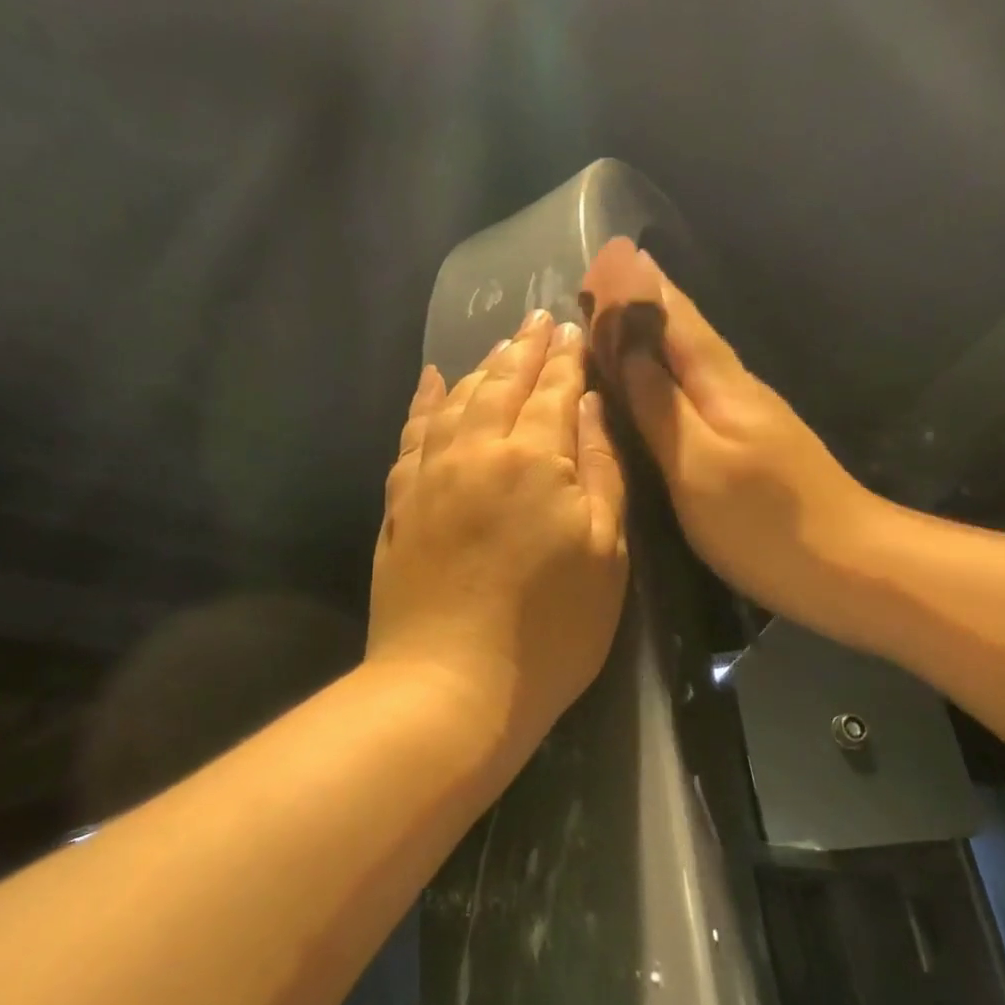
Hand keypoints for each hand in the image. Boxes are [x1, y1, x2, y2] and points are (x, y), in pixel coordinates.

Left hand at [368, 310, 628, 752]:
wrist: (450, 686)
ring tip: (500, 345)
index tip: (574, 328)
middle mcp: (477, 449)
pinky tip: (430, 379)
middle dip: (525, 348)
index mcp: (534, 458)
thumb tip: (588, 408)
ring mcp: (430, 473)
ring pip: (456, 398)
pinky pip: (412, 433)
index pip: (554, 390)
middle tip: (539, 318)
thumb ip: (599, 471)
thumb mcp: (604, 554)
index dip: (566, 358)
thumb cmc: (548, 630)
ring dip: (481, 366)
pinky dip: (424, 401)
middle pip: (502, 383)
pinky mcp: (399, 500)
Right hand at [609, 250, 884, 623]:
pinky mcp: (752, 440)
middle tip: (608, 269)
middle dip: (645, 297)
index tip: (607, 252)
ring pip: (693, 354)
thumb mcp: (697, 464)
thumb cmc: (764, 521)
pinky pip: (700, 384)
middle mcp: (735, 386)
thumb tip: (623, 346)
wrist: (851, 567)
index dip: (637, 289)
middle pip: (685, 329)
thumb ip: (659, 405)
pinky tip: (664, 373)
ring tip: (624, 307)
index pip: (672, 320)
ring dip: (658, 325)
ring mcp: (748, 413)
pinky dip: (673, 364)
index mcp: (720, 384)